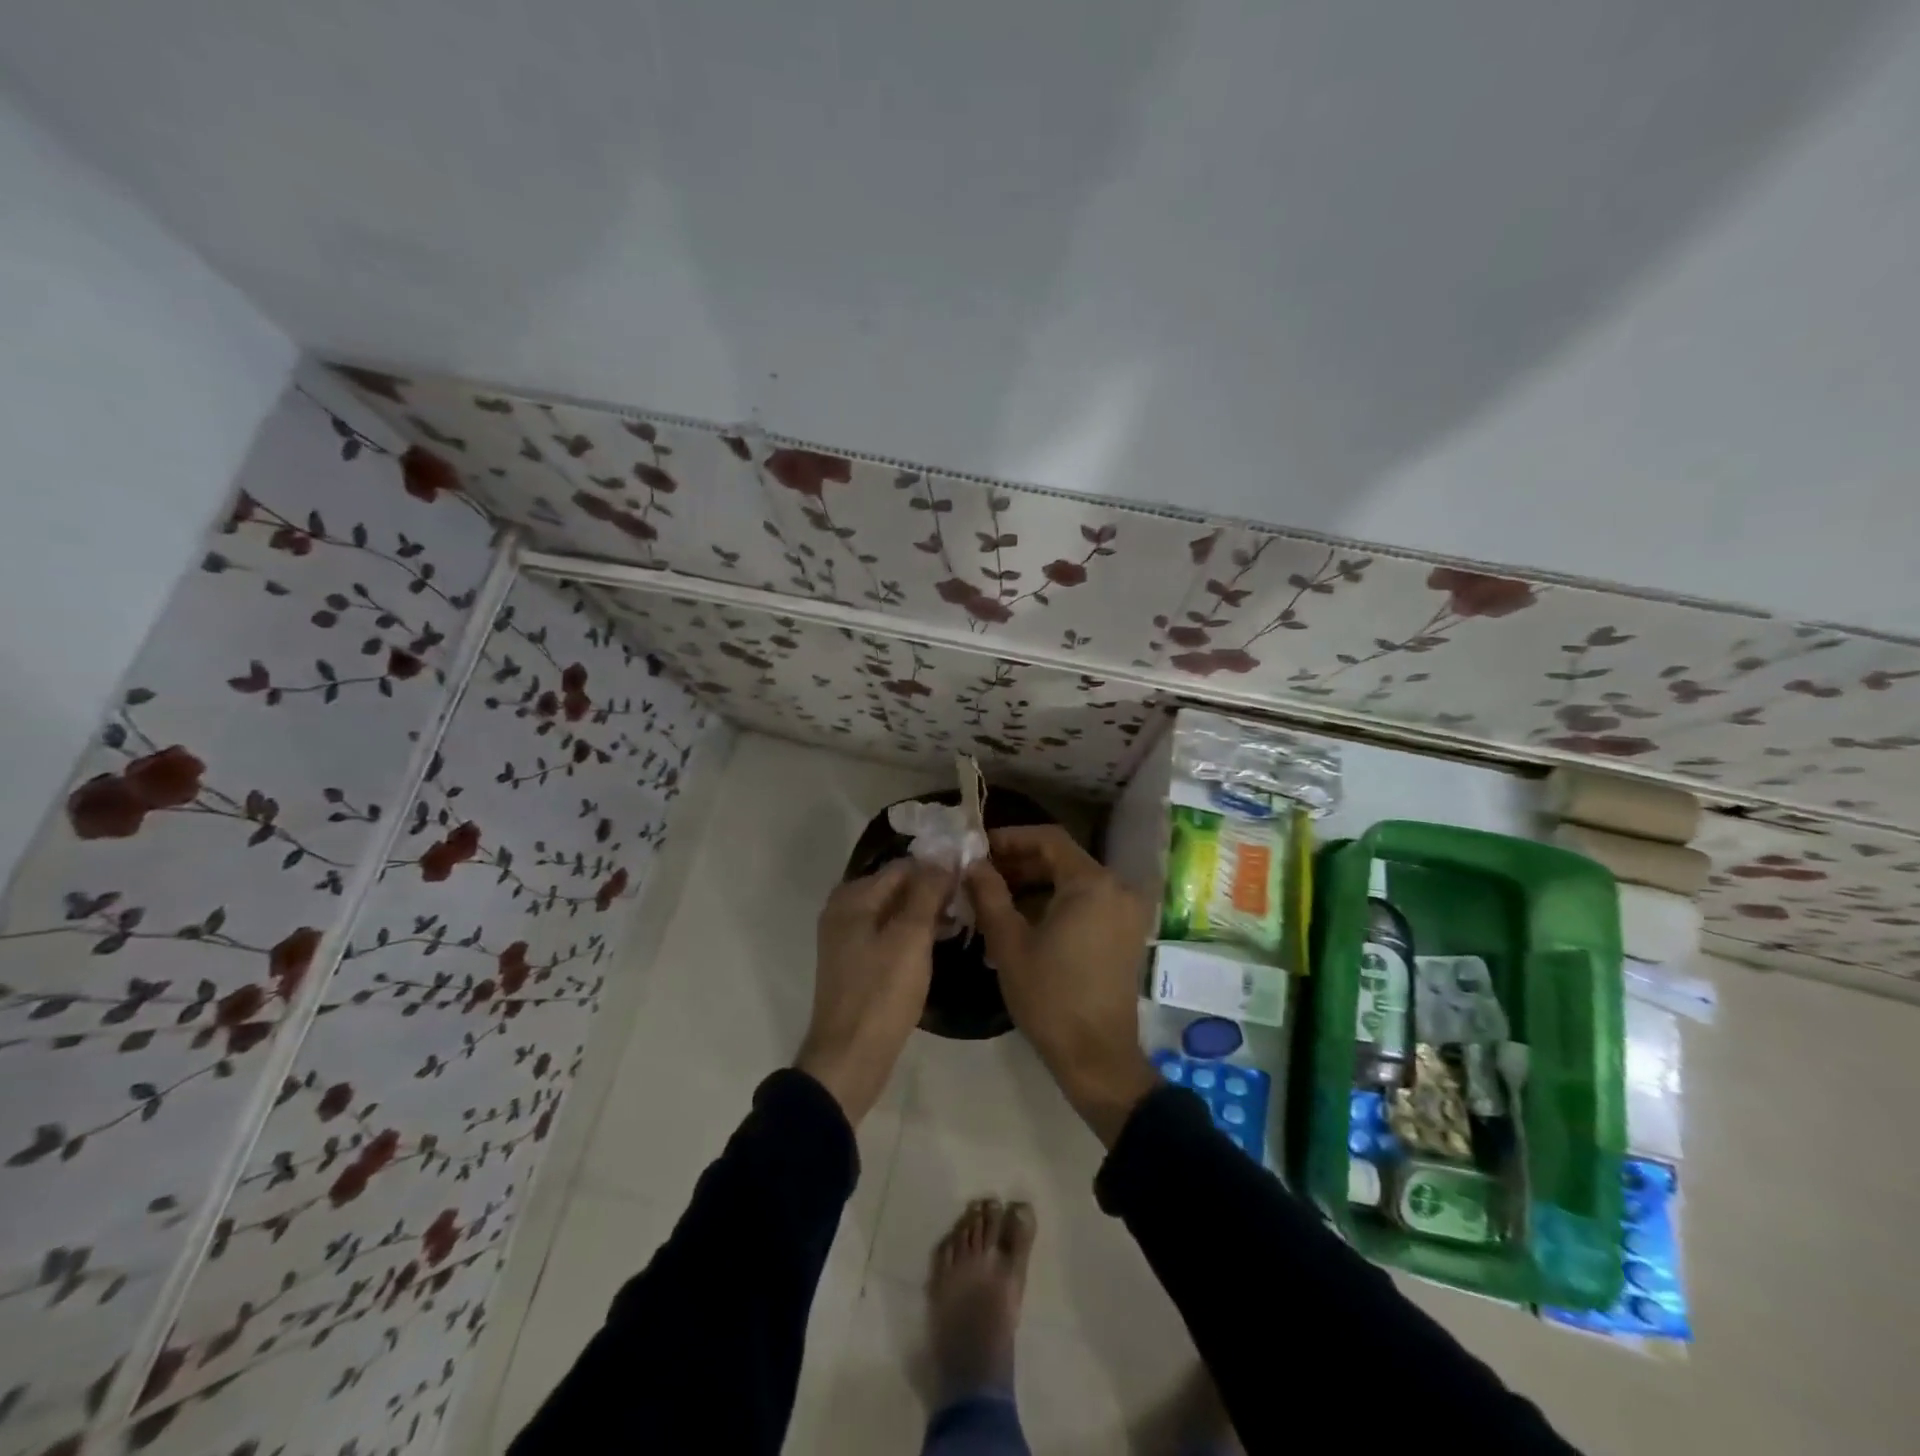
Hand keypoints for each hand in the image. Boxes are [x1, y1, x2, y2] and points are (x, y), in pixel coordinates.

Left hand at [797, 860, 950, 1124]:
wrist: (849, 1059)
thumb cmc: (881, 994)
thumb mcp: (910, 937)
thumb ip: (927, 892)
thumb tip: (943, 856)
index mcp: (852, 898)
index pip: (903, 866)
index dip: (938, 869)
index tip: (972, 878)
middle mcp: (845, 910)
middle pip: (897, 887)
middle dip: (933, 891)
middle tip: (971, 901)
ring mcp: (849, 939)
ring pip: (896, 912)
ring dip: (927, 913)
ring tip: (963, 921)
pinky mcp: (858, 963)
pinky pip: (890, 935)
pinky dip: (914, 934)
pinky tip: (941, 943)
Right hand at [967, 826, 1157, 1145]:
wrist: (1096, 1057)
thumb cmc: (1050, 997)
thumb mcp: (1009, 942)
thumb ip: (989, 894)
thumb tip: (972, 863)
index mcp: (1092, 883)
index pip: (1048, 839)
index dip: (1010, 838)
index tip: (978, 850)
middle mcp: (1117, 888)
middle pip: (1062, 859)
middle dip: (1019, 862)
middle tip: (981, 875)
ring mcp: (1125, 911)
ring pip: (1073, 881)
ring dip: (1034, 884)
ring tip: (994, 897)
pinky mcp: (1124, 933)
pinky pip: (1086, 902)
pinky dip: (1055, 903)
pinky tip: (1022, 919)